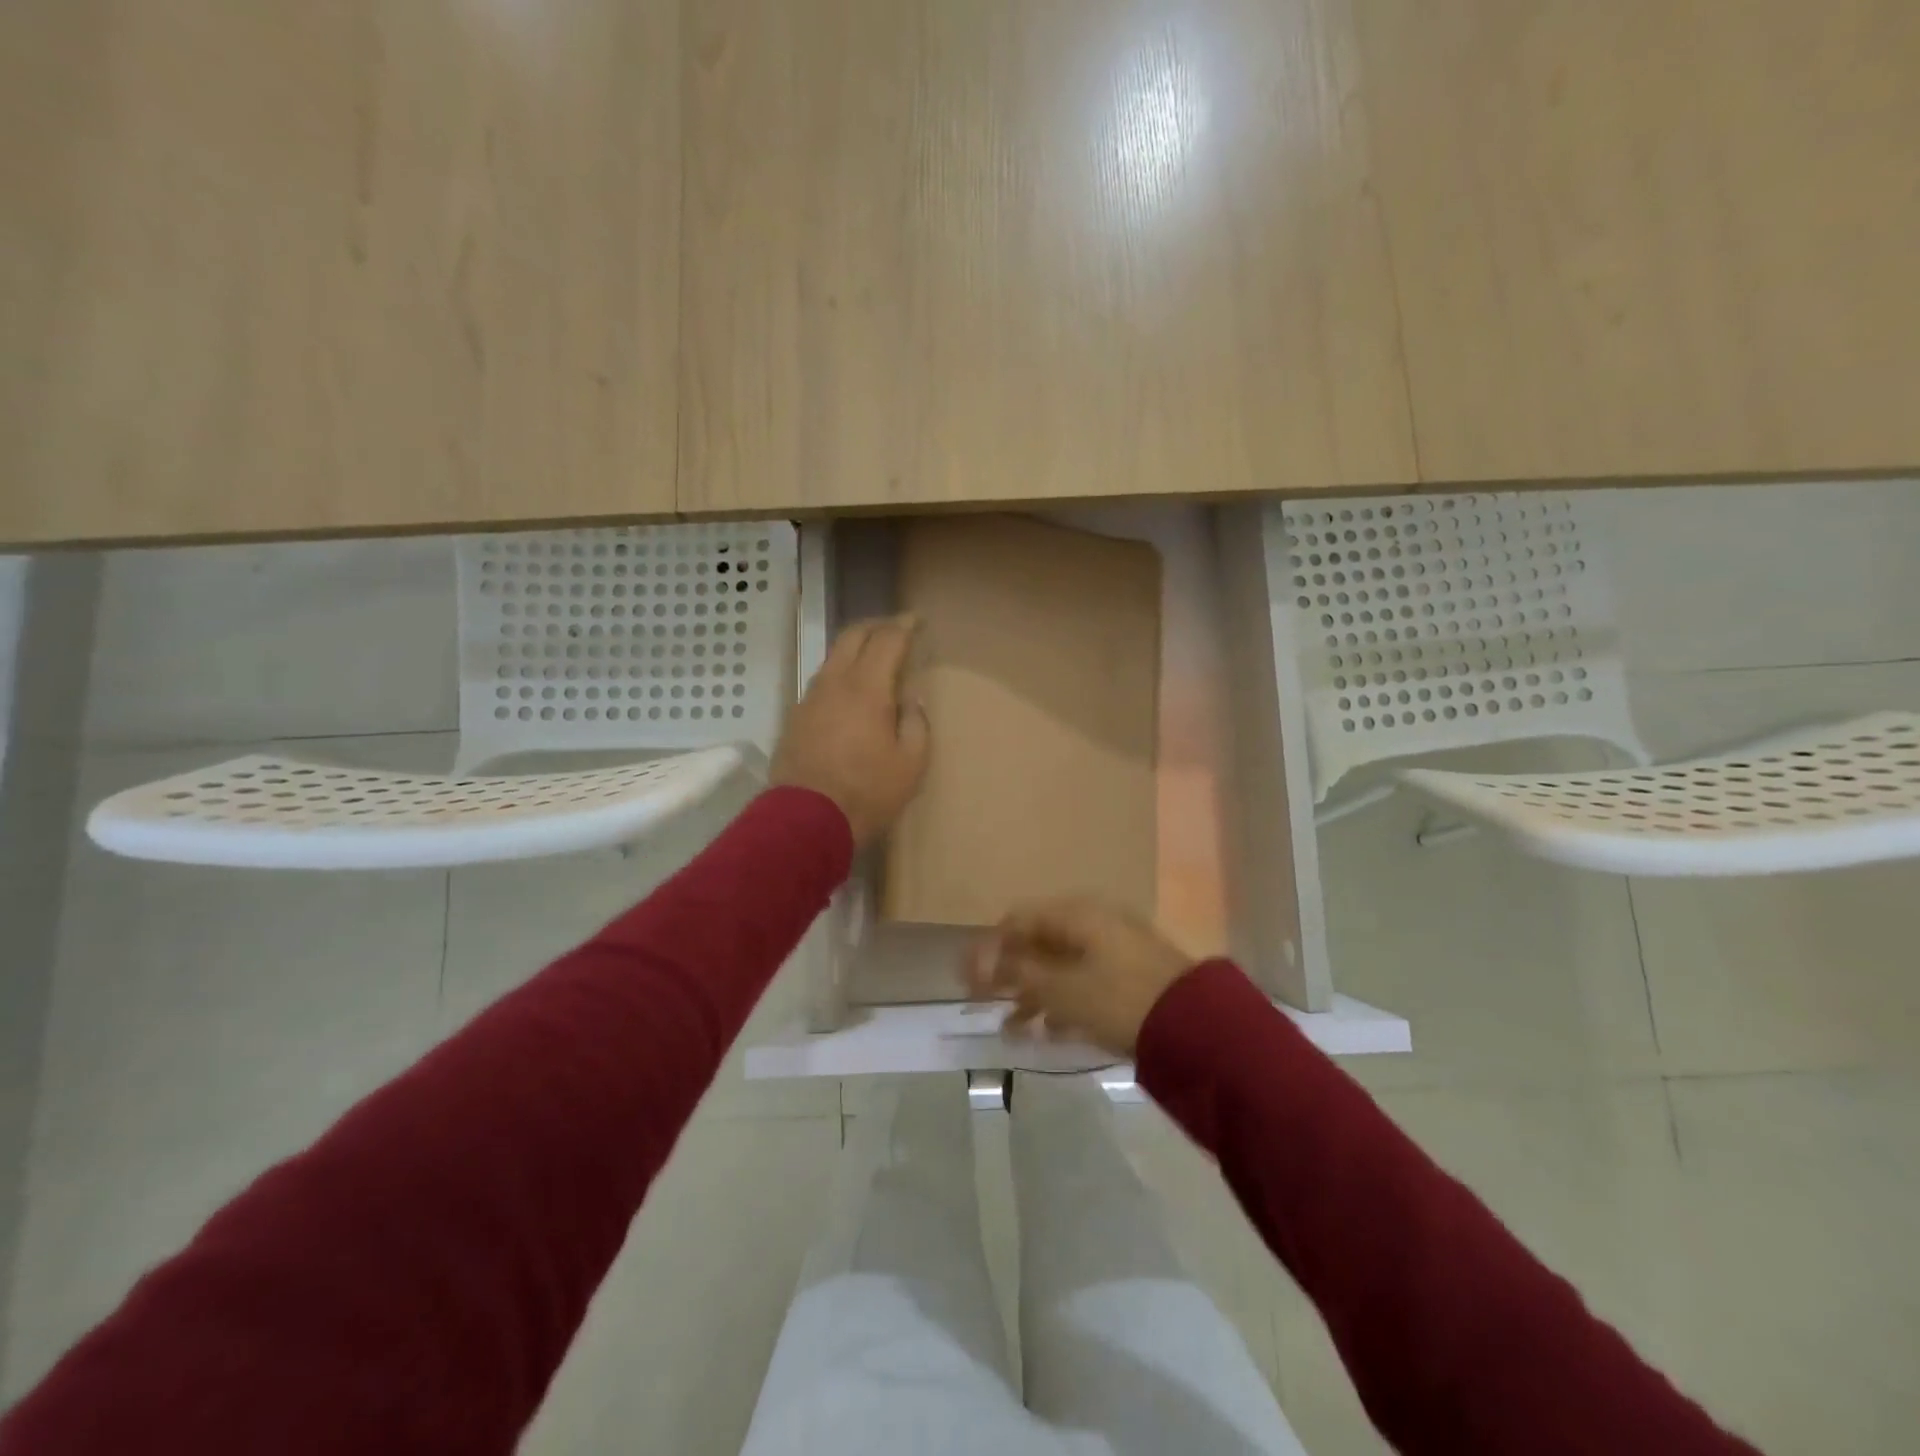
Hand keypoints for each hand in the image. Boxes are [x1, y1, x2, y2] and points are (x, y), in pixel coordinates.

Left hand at [770, 615, 929, 846]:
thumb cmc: (867, 793)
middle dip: (877, 626)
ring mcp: (809, 699)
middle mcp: (834, 683)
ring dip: (855, 649)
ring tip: (874, 659)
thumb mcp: (911, 764)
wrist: (805, 821)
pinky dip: (840, 673)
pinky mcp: (795, 717)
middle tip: (896, 630)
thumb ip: (916, 724)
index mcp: (867, 689)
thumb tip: (911, 700)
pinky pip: (821, 681)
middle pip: (853, 636)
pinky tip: (849, 691)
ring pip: (833, 657)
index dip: (905, 626)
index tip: (917, 620)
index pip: (887, 640)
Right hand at [964, 898, 1195, 1056]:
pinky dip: (1062, 1001)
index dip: (988, 948)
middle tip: (986, 1005)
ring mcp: (1115, 947)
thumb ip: (1017, 974)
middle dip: (1010, 975)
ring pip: (1061, 965)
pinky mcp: (1131, 974)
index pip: (1018, 920)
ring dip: (1033, 994)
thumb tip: (978, 964)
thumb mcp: (1062, 989)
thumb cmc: (1120, 999)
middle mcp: (1094, 922)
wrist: (1197, 1026)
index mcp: (1076, 914)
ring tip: (1014, 1029)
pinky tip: (1050, 1031)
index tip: (967, 979)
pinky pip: (1084, 981)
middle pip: (1038, 943)